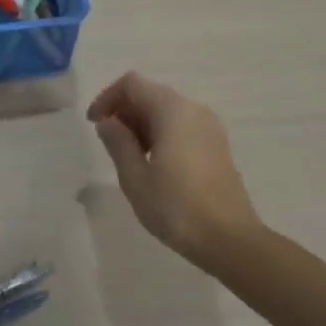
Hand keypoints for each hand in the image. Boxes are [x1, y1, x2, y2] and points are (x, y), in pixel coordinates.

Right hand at [88, 71, 260, 262]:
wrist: (231, 241)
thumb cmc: (177, 208)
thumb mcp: (135, 178)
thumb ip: (118, 142)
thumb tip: (108, 122)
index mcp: (173, 111)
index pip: (132, 84)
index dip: (107, 98)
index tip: (94, 124)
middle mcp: (194, 110)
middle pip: (151, 94)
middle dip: (124, 111)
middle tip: (109, 143)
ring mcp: (210, 127)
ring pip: (167, 110)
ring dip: (142, 124)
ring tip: (129, 156)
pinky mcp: (217, 146)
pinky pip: (182, 126)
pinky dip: (161, 133)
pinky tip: (153, 164)